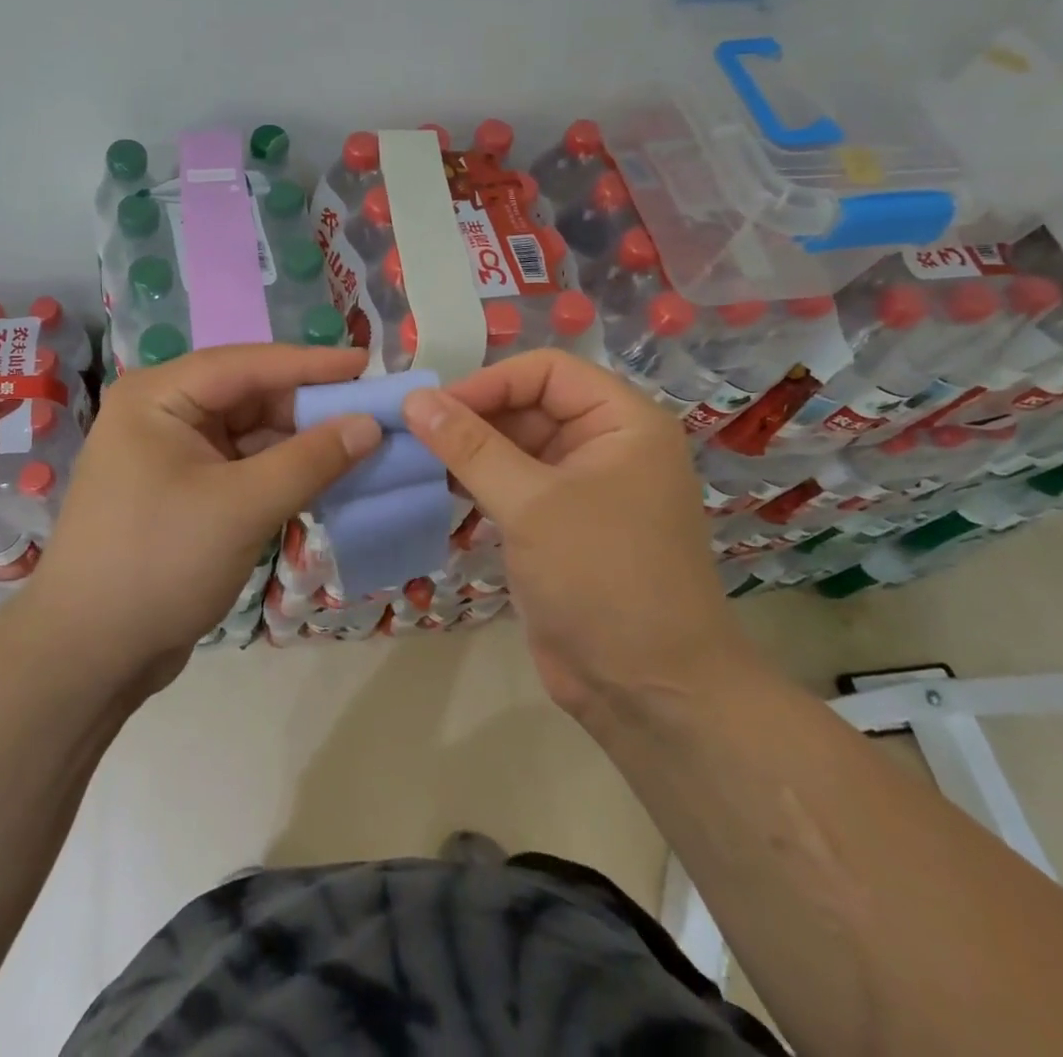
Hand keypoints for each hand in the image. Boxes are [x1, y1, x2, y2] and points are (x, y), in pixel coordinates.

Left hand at [29, 345, 381, 689]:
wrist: (88, 655)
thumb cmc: (159, 563)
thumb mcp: (243, 507)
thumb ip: (311, 461)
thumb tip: (370, 424)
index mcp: (158, 396)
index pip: (246, 364)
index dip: (310, 363)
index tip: (366, 363)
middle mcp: (161, 414)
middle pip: (249, 396)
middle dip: (308, 407)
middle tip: (371, 412)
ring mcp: (170, 455)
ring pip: (249, 434)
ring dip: (299, 443)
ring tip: (360, 446)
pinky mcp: (182, 493)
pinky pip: (241, 467)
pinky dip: (280, 473)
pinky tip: (323, 480)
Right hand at [401, 350, 752, 718]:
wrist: (648, 691)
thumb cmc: (602, 578)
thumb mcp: (531, 504)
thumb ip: (470, 446)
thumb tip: (415, 398)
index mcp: (623, 422)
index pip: (547, 371)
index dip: (490, 382)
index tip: (433, 408)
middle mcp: (606, 444)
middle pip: (529, 405)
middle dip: (473, 416)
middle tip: (413, 434)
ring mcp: (582, 487)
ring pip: (515, 446)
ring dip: (468, 450)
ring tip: (414, 457)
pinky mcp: (558, 525)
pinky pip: (512, 484)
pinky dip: (476, 482)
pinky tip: (436, 487)